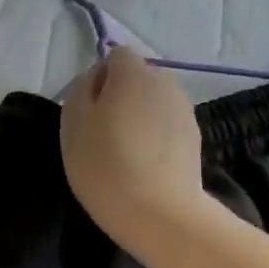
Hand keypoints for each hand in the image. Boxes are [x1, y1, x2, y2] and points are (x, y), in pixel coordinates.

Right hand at [60, 47, 207, 254]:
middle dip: (121, 97)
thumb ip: (81, 89)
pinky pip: (167, 127)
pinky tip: (145, 166)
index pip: (116, 56)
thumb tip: (95, 79)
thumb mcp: (73, 122)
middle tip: (102, 133)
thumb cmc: (105, 164)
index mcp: (133, 72)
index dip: (99, 78)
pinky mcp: (195, 138)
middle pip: (137, 79)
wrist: (159, 212)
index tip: (88, 110)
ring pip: (153, 104)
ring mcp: (184, 110)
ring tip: (125, 154)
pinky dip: (155, 138)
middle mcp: (165, 82)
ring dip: (139, 118)